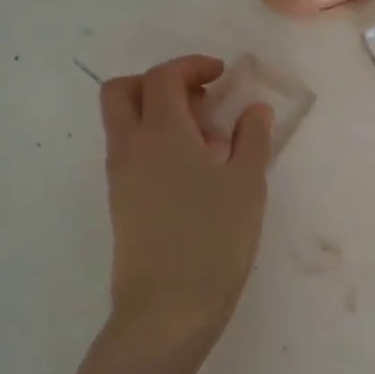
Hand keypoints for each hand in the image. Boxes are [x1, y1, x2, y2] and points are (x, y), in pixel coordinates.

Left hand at [100, 57, 272, 355]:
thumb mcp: (247, 183)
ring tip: (207, 140)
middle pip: (123, 91)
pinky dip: (156, 142)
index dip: (192, 66)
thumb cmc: (214, 238)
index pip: (163, 77)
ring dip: (158, 114)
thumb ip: (252, 138)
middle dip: (159, 83)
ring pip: (124, 123)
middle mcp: (130, 147)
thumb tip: (254, 109)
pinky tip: (195, 171)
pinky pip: (131, 152)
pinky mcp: (121, 202)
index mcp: (161, 133)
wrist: (169, 307)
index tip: (222, 75)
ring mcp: (120, 177)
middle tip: (200, 99)